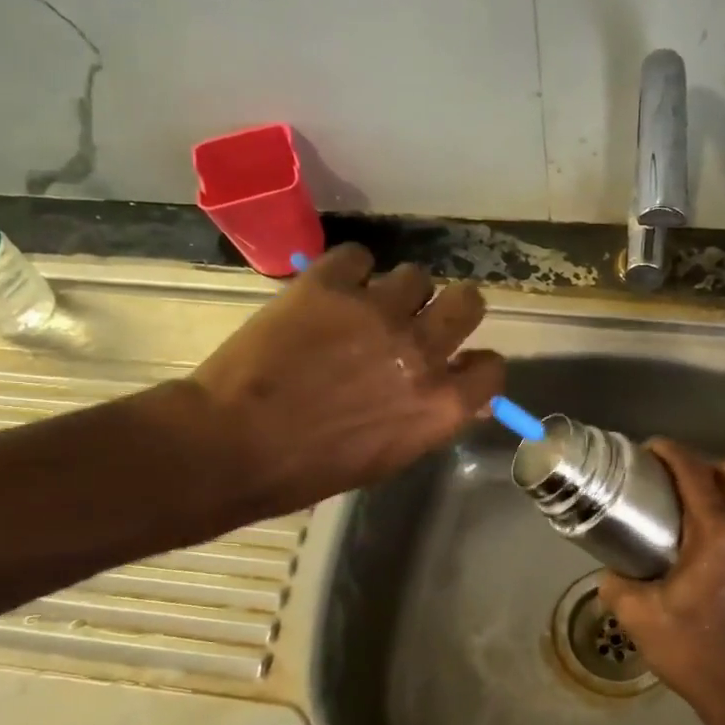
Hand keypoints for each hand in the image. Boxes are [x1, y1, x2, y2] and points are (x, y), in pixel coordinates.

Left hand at [172, 244, 505, 524]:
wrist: (231, 445)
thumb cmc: (311, 469)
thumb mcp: (389, 457)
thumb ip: (429, 419)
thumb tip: (460, 398)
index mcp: (440, 404)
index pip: (493, 367)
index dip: (477, 364)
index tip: (458, 363)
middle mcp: (422, 351)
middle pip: (469, 301)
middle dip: (452, 309)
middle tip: (422, 319)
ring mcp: (378, 312)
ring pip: (416, 275)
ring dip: (398, 291)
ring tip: (365, 307)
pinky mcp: (331, 284)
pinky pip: (359, 255)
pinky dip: (349, 270)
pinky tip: (331, 290)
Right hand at [600, 439, 724, 724]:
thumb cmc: (693, 651)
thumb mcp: (639, 617)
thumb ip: (617, 585)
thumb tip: (611, 572)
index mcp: (717, 533)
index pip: (695, 473)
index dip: (672, 452)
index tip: (654, 450)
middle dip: (706, 468)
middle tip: (683, 485)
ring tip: (719, 504)